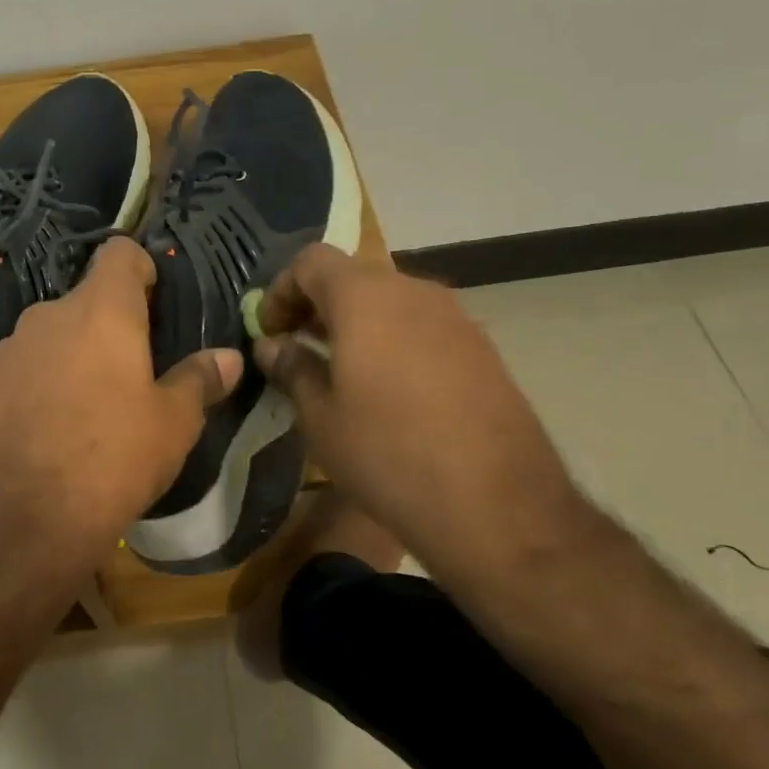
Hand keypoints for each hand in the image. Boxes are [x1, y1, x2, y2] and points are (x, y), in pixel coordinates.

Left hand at [0, 237, 242, 572]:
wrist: (23, 520)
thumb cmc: (113, 458)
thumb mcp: (173, 423)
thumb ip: (201, 380)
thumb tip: (230, 357)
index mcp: (101, 309)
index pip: (120, 252)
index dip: (141, 268)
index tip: (156, 303)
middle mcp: (50, 313)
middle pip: (88, 297)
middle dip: (111, 322)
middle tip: (136, 367)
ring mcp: (11, 347)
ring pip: (55, 332)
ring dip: (76, 351)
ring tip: (94, 402)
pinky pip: (27, 364)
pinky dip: (45, 378)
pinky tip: (54, 425)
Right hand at [252, 246, 575, 552]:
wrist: (498, 507)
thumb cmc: (388, 454)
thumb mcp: (321, 417)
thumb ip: (292, 368)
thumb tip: (272, 346)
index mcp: (365, 297)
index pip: (311, 261)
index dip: (281, 291)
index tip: (269, 333)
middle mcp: (412, 291)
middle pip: (352, 276)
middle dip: (317, 305)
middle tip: (297, 348)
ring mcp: (454, 317)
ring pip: (390, 300)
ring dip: (356, 323)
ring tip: (339, 370)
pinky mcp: (482, 347)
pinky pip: (422, 325)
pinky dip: (392, 339)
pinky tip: (388, 389)